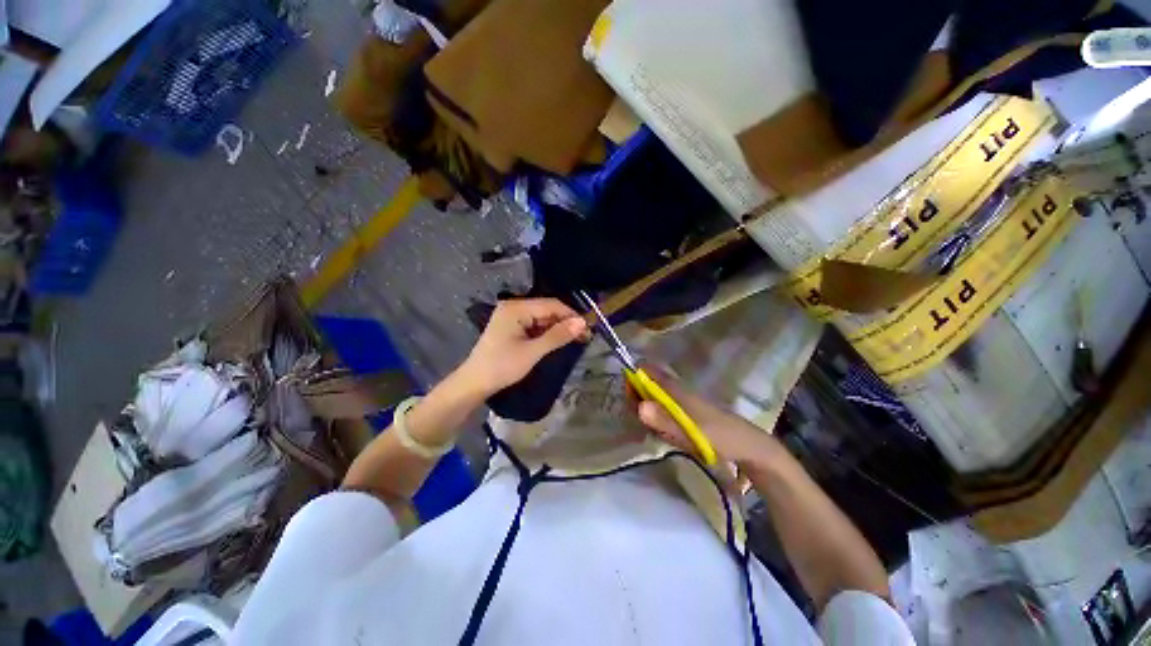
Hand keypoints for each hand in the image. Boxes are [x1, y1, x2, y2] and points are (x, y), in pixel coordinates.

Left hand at [458, 298, 588, 396]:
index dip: (571, 315)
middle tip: (585, 337)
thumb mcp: (533, 351)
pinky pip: (534, 325)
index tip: (588, 328)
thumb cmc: (502, 366)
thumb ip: (558, 335)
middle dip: (565, 322)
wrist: (474, 383)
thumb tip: (583, 323)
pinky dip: (547, 333)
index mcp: (516, 308)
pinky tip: (558, 340)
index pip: (551, 305)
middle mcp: (514, 307)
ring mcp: (512, 317)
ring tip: (576, 340)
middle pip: (547, 310)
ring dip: (558, 328)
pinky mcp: (512, 327)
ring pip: (542, 318)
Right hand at [632, 365, 782, 467]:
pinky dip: (656, 416)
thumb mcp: (690, 432)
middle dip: (637, 398)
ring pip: (653, 396)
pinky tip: (664, 432)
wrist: (748, 446)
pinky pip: (662, 407)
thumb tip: (639, 406)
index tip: (629, 399)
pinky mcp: (685, 411)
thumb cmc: (719, 436)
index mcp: (675, 388)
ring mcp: (681, 400)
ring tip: (652, 428)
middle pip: (646, 383)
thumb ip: (664, 420)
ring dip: (646, 409)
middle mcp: (676, 389)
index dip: (633, 379)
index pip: (646, 370)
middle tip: (640, 420)